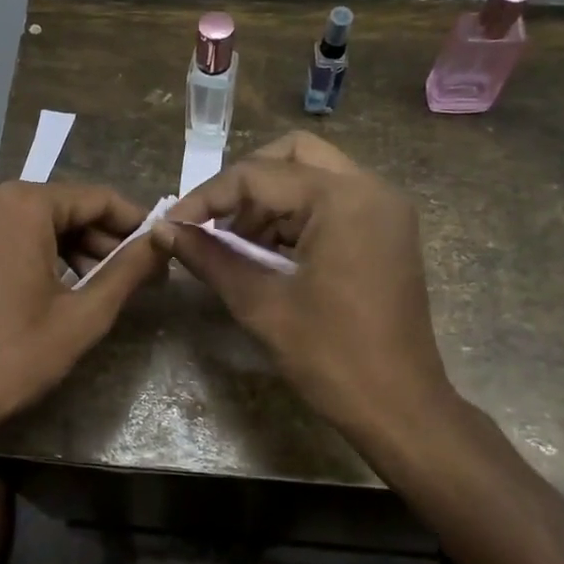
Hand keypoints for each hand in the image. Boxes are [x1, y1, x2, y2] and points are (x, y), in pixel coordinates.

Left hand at [0, 180, 165, 452]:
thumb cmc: (12, 357)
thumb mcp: (82, 316)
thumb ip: (128, 271)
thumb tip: (162, 241)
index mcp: (21, 206)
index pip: (95, 198)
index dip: (133, 222)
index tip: (159, 246)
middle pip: (62, 207)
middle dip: (101, 238)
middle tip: (135, 274)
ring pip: (32, 222)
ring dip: (70, 247)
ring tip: (100, 286)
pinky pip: (4, 235)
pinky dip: (36, 252)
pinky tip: (57, 287)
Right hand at [155, 132, 457, 450]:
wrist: (400, 408)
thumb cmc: (331, 356)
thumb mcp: (261, 303)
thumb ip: (209, 257)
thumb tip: (162, 231)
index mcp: (343, 199)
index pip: (259, 175)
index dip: (208, 197)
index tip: (174, 224)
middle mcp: (371, 189)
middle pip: (293, 155)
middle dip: (245, 183)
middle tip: (213, 221)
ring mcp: (385, 209)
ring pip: (313, 176)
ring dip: (270, 202)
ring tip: (235, 244)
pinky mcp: (387, 231)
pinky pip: (333, 202)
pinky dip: (296, 216)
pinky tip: (268, 253)